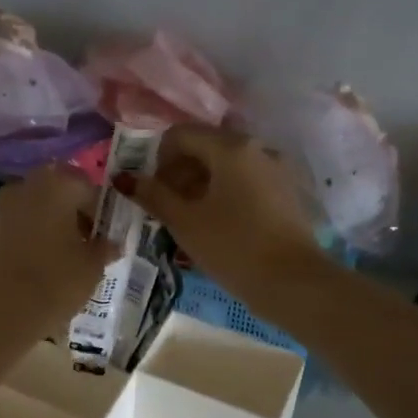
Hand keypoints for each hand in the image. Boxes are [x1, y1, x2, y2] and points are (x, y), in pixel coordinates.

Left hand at [0, 167, 116, 340]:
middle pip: (57, 191)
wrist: (2, 311)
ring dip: (50, 223)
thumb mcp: (93, 266)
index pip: (86, 185)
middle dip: (72, 212)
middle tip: (86, 241)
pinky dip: (31, 236)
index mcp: (58, 183)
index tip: (105, 233)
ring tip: (64, 255)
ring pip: (35, 207)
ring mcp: (2, 206)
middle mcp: (27, 185)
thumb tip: (111, 243)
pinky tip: (41, 262)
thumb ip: (104, 248)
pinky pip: (18, 224)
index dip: (98, 208)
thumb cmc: (56, 280)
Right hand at [119, 126, 322, 313]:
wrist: (293, 282)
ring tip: (188, 221)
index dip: (157, 160)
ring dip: (200, 186)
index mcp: (230, 147)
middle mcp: (256, 147)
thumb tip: (124, 178)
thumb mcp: (185, 222)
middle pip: (204, 147)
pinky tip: (217, 226)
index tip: (151, 192)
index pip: (180, 135)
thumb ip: (153, 195)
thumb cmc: (233, 247)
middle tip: (165, 209)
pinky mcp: (285, 192)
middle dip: (178, 173)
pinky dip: (224, 195)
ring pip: (225, 166)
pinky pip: (245, 182)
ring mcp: (275, 169)